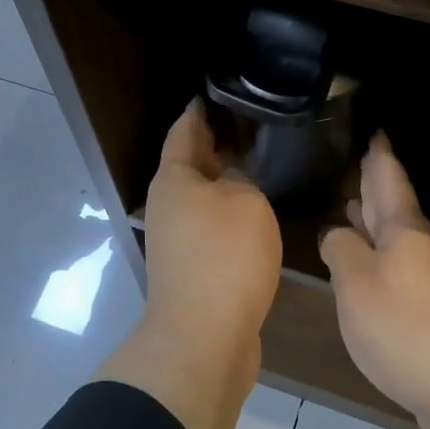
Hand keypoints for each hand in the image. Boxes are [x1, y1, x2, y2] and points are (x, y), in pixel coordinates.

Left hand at [142, 100, 283, 354]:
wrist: (203, 337)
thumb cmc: (223, 257)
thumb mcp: (246, 203)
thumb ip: (243, 181)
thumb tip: (235, 182)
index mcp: (173, 179)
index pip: (184, 130)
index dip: (199, 109)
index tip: (217, 91)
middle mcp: (168, 205)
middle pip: (191, 164)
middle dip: (217, 144)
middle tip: (252, 124)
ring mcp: (177, 239)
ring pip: (203, 197)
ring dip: (226, 181)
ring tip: (261, 163)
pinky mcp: (192, 268)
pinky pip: (212, 226)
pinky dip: (230, 213)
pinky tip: (257, 211)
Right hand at [320, 134, 429, 419]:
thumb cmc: (404, 327)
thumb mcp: (356, 284)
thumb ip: (341, 251)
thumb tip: (337, 233)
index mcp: (404, 231)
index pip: (389, 179)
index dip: (380, 155)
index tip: (377, 130)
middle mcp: (422, 249)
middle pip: (396, 208)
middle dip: (377, 186)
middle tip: (362, 161)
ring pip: (398, 240)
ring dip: (376, 223)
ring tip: (353, 207)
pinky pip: (401, 271)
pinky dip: (382, 259)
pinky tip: (369, 270)